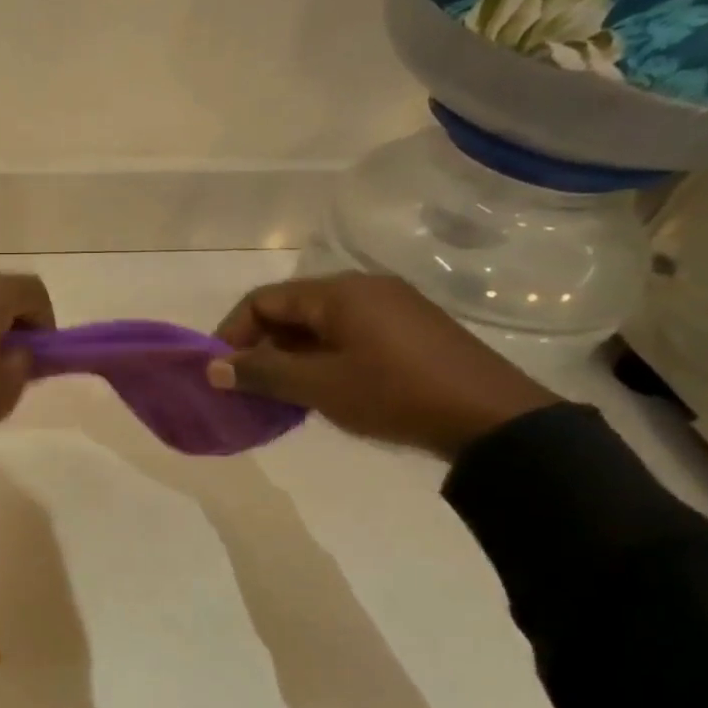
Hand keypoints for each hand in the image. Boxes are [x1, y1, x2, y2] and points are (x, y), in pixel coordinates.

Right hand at [206, 272, 559, 458]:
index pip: (263, 300)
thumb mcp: (319, 386)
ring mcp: (390, 307)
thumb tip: (213, 368)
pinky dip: (320, 357)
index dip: (232, 333)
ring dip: (289, 355)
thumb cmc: (395, 394)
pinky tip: (319, 389)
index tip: (220, 372)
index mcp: (338, 292)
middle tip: (247, 387)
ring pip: (318, 324)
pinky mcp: (409, 330)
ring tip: (279, 393)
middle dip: (260, 346)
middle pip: (290, 309)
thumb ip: (262, 373)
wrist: (494, 419)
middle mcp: (362, 288)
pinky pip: (346, 334)